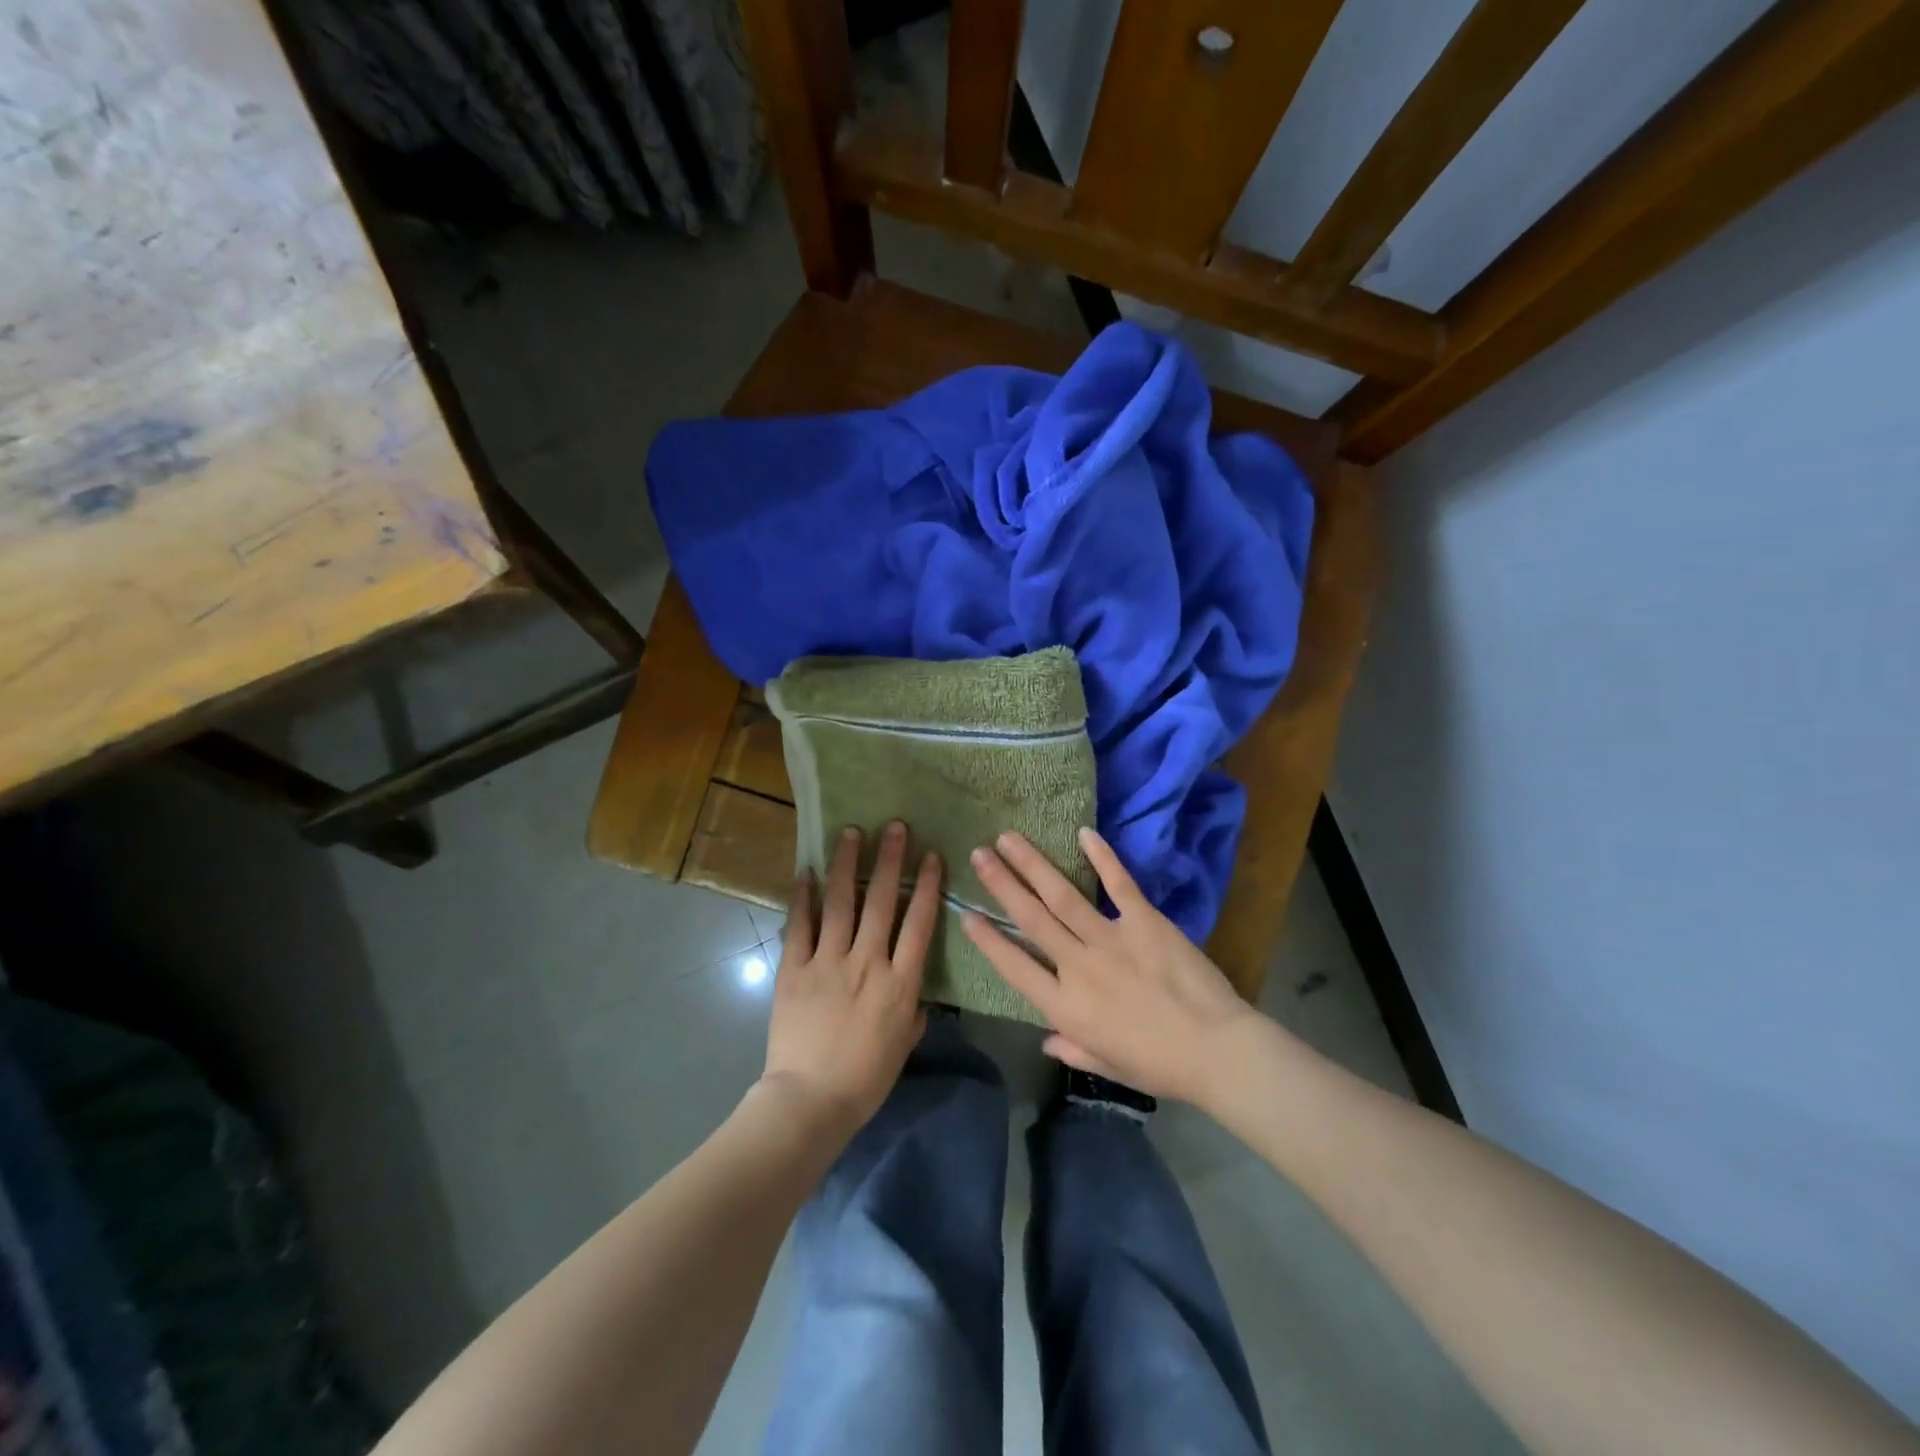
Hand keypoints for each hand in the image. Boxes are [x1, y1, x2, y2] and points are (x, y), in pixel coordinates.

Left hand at [761, 822, 940, 1136]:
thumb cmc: (864, 1079)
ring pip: (840, 902)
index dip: (928, 886)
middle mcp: (867, 962)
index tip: (932, 856)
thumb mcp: (903, 1045)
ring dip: (846, 864)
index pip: (919, 923)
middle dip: (890, 859)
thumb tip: (917, 995)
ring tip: (851, 832)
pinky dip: (802, 897)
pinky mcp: (794, 969)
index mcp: (900, 982)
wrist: (810, 1101)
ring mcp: (828, 962)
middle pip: (882, 901)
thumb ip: (913, 1012)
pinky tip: (805, 871)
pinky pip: (799, 925)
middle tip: (894, 826)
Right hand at [962, 828, 1259, 1104]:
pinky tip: (1083, 833)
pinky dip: (1103, 857)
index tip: (966, 914)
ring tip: (1008, 839)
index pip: (1014, 968)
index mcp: (1066, 1008)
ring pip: (1062, 896)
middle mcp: (1078, 967)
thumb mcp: (1108, 1065)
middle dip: (1001, 884)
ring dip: (1033, 865)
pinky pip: (1119, 884)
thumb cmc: (1160, 1067)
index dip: (988, 940)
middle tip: (978, 855)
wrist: (1217, 1051)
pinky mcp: (1145, 921)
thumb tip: (1047, 1040)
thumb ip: (1073, 1050)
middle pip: (1031, 919)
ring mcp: (1111, 940)